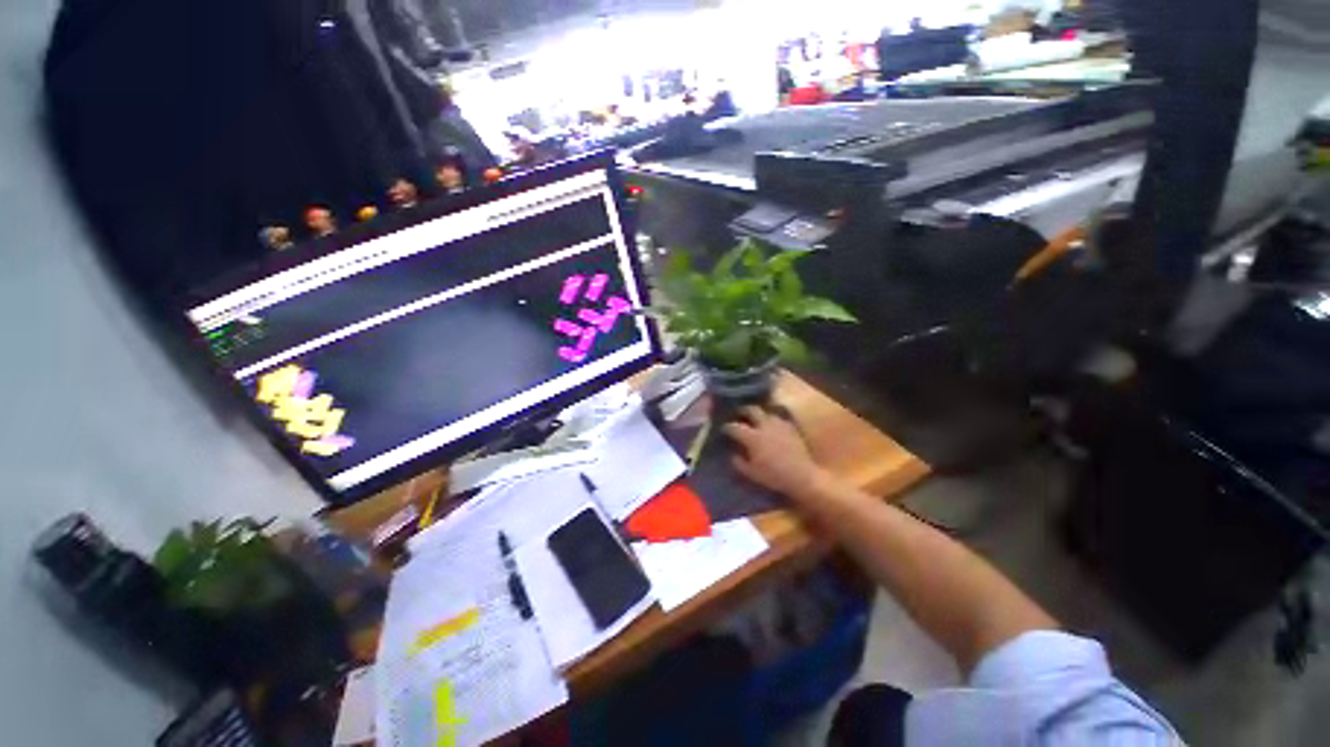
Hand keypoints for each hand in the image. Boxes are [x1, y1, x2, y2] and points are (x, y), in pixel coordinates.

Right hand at [722, 406, 827, 497]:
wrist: (802, 475)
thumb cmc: (774, 476)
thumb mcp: (752, 473)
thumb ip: (739, 462)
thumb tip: (733, 454)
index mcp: (752, 437)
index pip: (735, 427)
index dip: (727, 427)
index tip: (723, 429)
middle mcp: (764, 425)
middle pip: (751, 410)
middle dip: (743, 410)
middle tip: (739, 414)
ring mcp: (779, 424)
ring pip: (767, 411)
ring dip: (759, 413)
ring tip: (756, 418)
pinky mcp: (791, 427)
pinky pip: (780, 417)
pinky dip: (773, 418)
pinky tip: (773, 424)